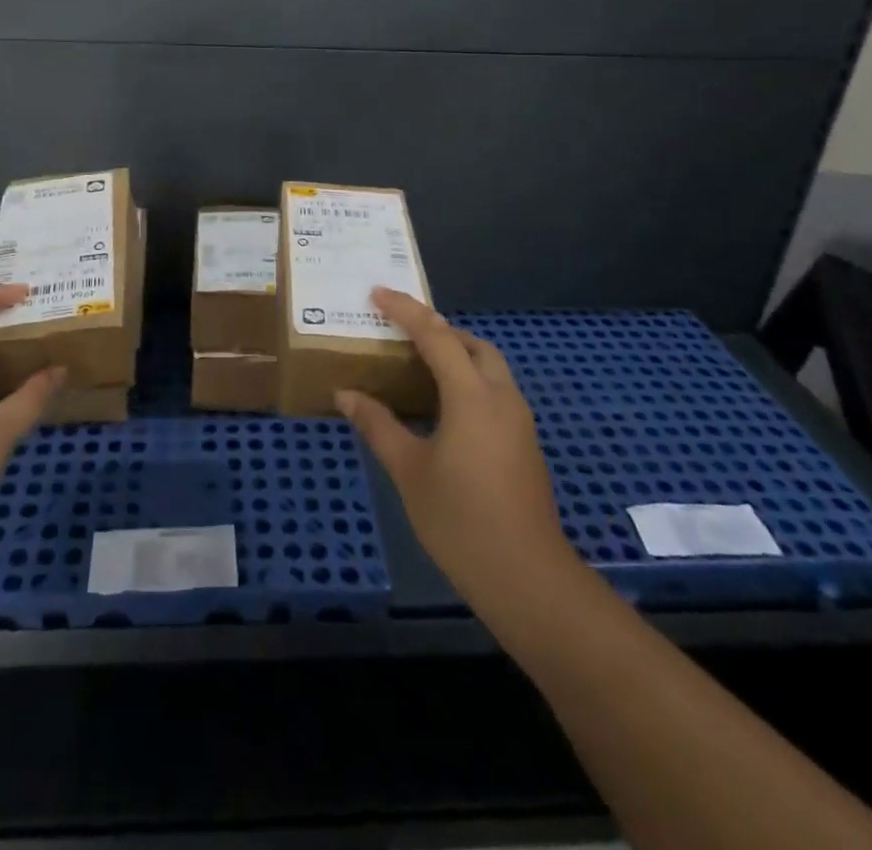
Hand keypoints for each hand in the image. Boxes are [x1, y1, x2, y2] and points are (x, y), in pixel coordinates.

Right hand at [337, 288, 571, 610]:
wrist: (526, 577)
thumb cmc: (460, 520)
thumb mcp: (408, 469)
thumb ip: (377, 425)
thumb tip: (345, 394)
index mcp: (472, 395)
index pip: (436, 335)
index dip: (405, 310)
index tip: (377, 293)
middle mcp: (501, 397)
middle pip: (472, 344)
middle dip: (438, 329)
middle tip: (401, 331)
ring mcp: (519, 420)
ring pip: (488, 367)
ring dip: (456, 354)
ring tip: (418, 364)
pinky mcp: (524, 443)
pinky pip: (494, 391)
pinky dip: (468, 380)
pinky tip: (443, 407)